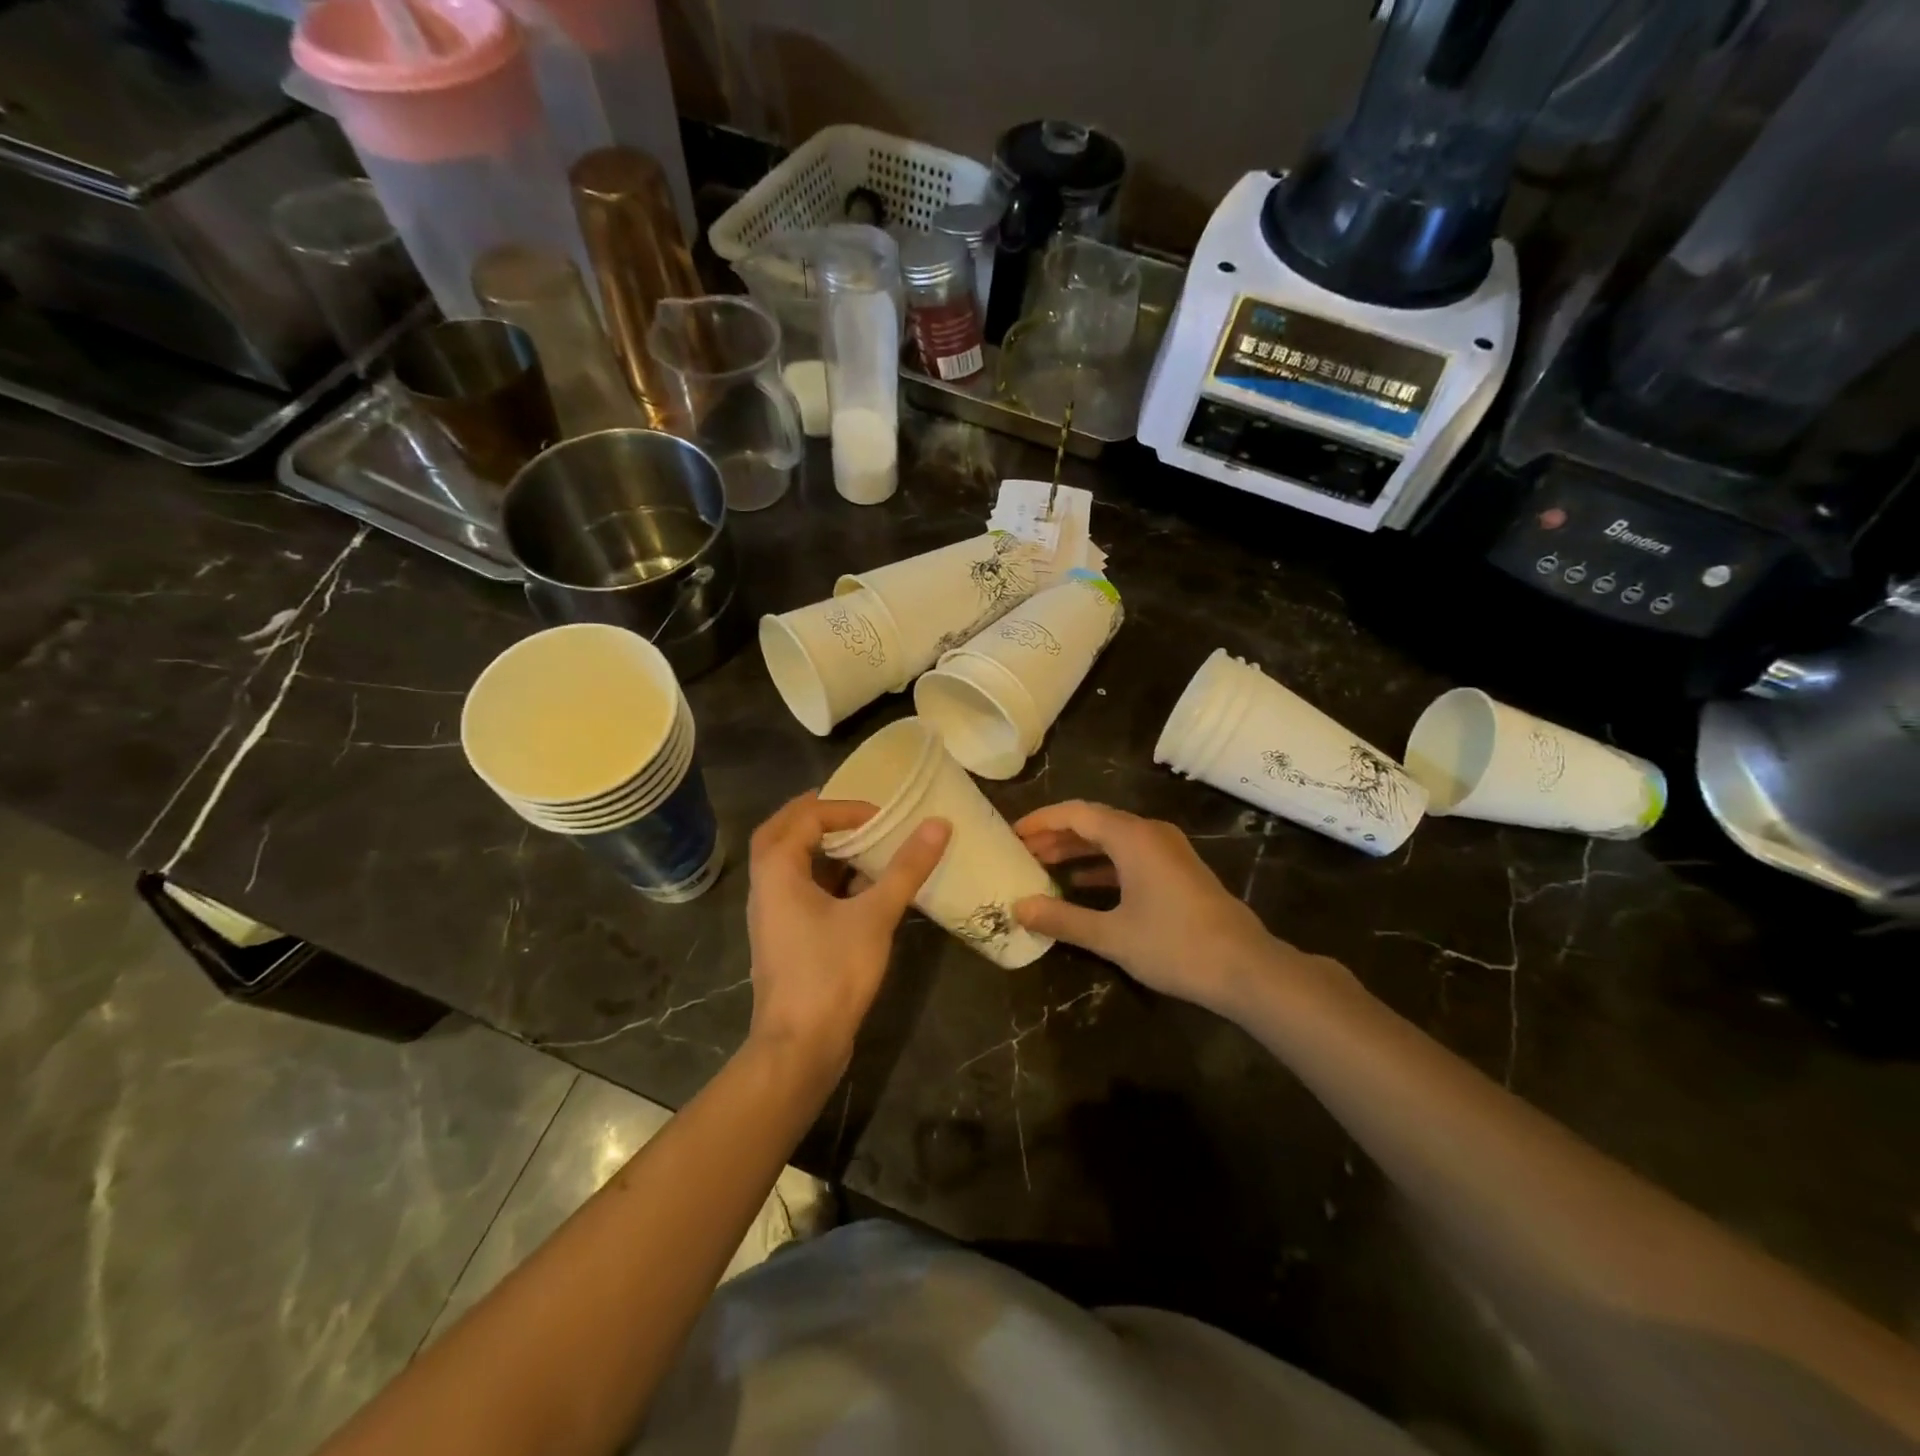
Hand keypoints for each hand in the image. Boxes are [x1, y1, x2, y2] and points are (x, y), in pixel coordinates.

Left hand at [745, 792, 949, 1080]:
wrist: (799, 1046)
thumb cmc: (831, 973)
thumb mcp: (875, 915)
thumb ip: (906, 868)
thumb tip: (938, 824)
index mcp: (778, 870)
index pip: (805, 817)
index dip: (844, 809)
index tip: (882, 818)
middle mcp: (766, 886)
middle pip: (781, 832)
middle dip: (815, 816)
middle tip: (851, 811)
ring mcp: (771, 914)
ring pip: (788, 863)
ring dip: (819, 847)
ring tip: (859, 842)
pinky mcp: (784, 937)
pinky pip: (799, 890)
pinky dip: (823, 877)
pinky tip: (858, 888)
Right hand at [1012, 800, 1296, 1013]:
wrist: (1245, 968)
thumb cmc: (1175, 946)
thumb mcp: (1111, 936)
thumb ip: (1062, 919)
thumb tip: (1019, 908)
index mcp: (1133, 837)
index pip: (1076, 814)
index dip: (1041, 821)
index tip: (1012, 834)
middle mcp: (1150, 833)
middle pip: (1094, 822)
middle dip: (1056, 835)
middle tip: (1021, 851)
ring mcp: (1168, 851)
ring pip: (1113, 839)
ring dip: (1078, 849)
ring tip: (1043, 864)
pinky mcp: (1177, 870)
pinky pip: (1130, 855)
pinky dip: (1102, 864)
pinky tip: (1082, 882)